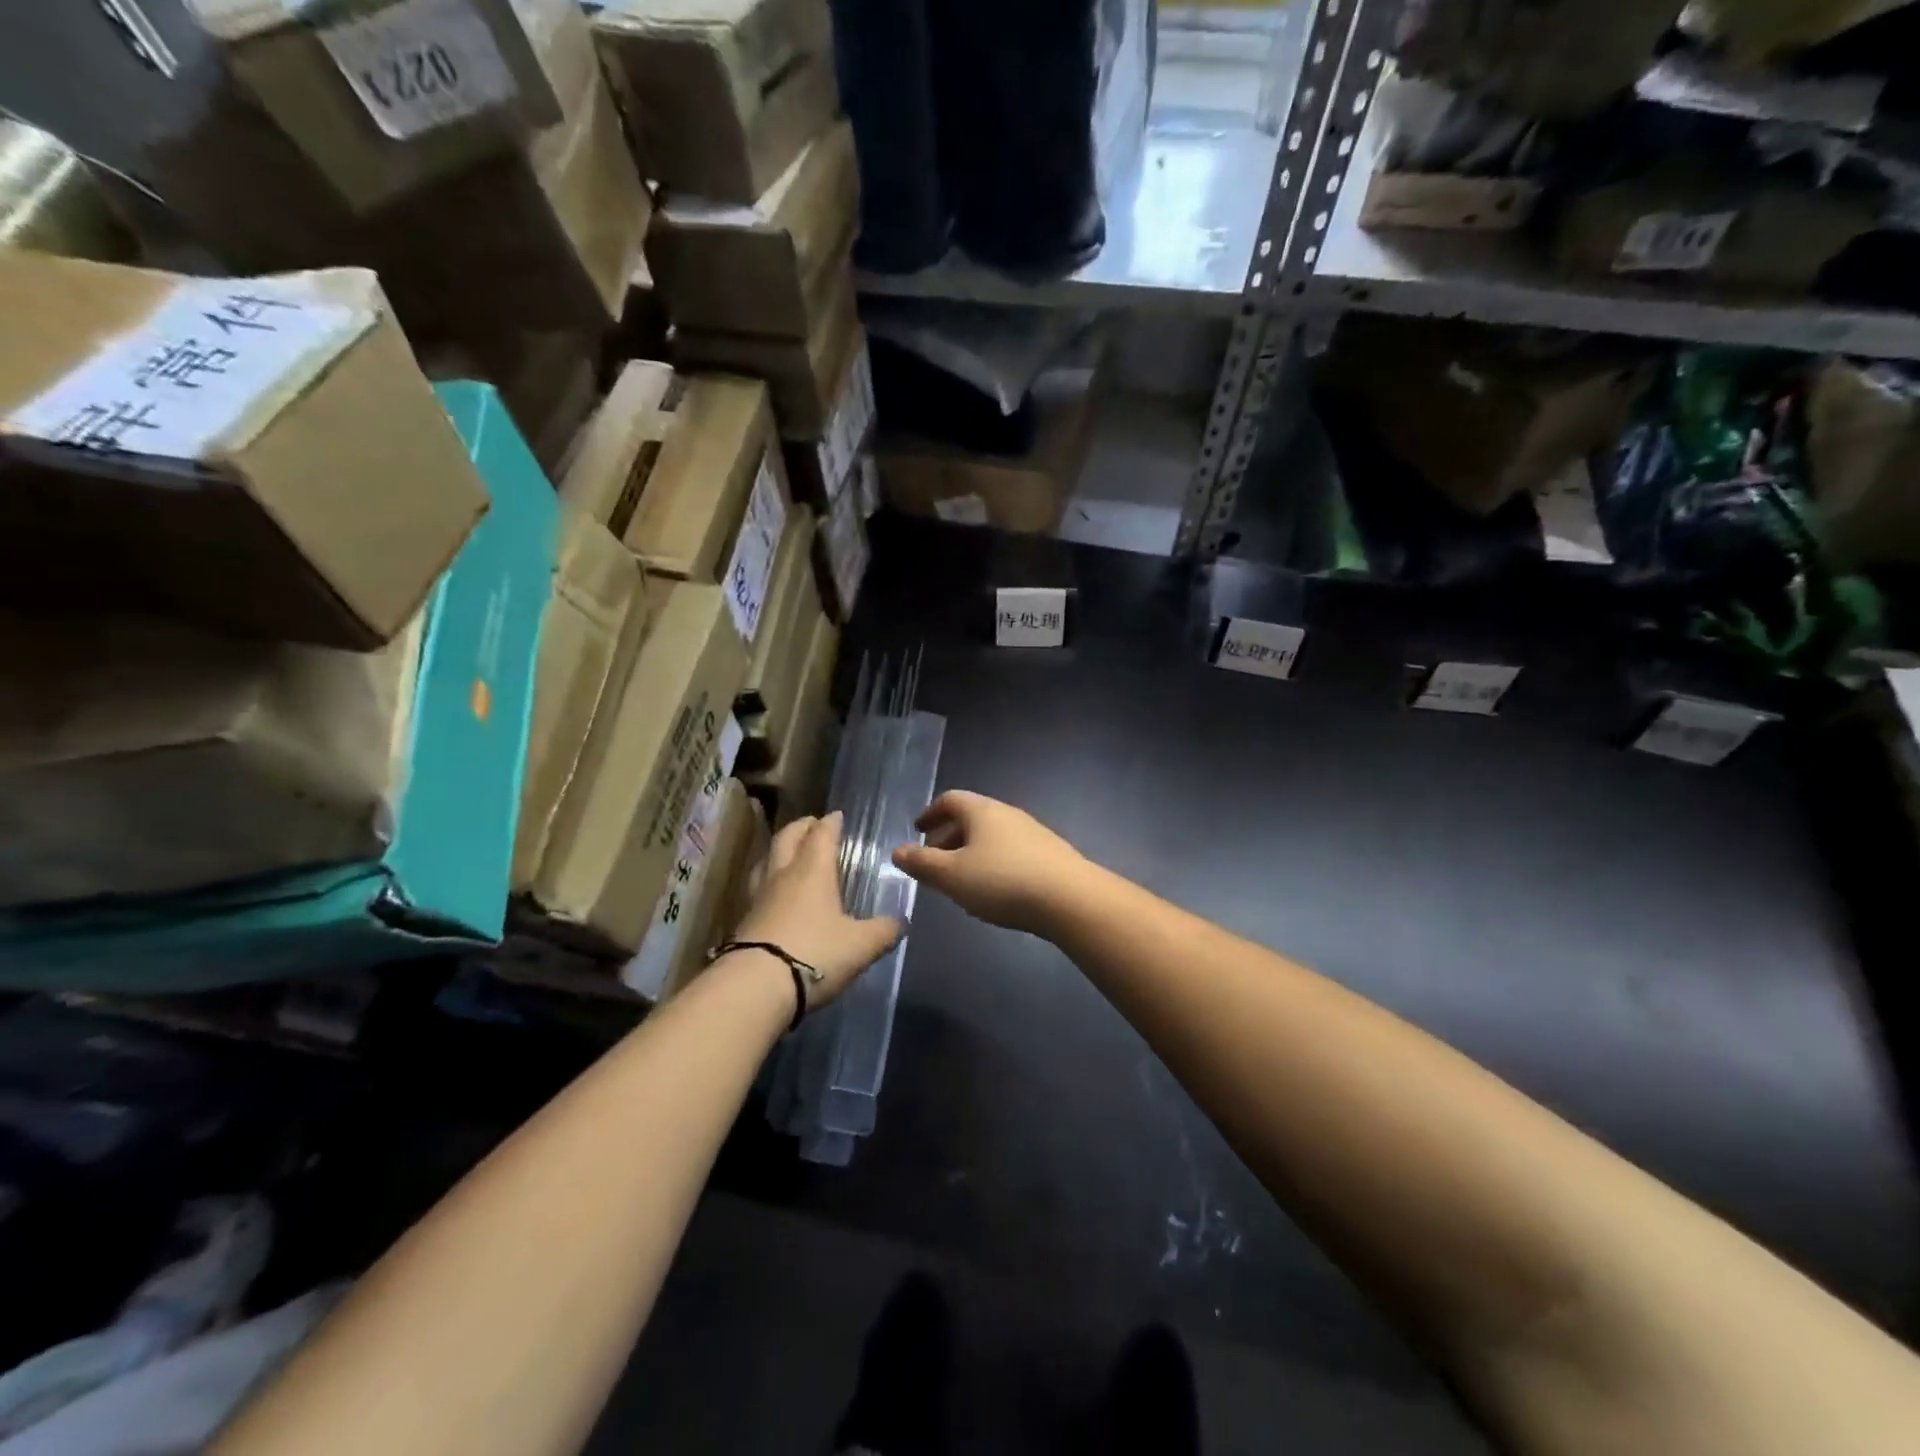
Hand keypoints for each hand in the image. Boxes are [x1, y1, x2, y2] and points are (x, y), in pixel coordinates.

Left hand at [731, 812, 900, 1010]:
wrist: (755, 987)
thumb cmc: (815, 954)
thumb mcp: (861, 945)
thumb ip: (883, 931)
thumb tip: (900, 923)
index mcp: (812, 871)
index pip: (821, 835)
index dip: (830, 823)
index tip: (836, 815)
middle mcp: (782, 876)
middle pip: (787, 838)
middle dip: (801, 827)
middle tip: (811, 824)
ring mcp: (758, 898)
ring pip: (766, 861)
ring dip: (778, 852)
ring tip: (788, 853)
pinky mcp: (743, 922)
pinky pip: (757, 889)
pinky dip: (768, 882)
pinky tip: (774, 895)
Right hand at [892, 791, 1088, 934]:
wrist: (1070, 899)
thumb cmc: (1002, 881)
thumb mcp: (952, 876)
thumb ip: (922, 863)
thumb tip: (897, 850)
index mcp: (982, 811)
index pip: (950, 800)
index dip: (931, 813)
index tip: (917, 829)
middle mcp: (1008, 814)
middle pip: (972, 818)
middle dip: (949, 837)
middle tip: (934, 861)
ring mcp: (1033, 833)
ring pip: (992, 836)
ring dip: (971, 852)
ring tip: (961, 880)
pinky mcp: (1050, 855)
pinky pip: (1011, 852)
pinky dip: (994, 863)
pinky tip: (995, 891)